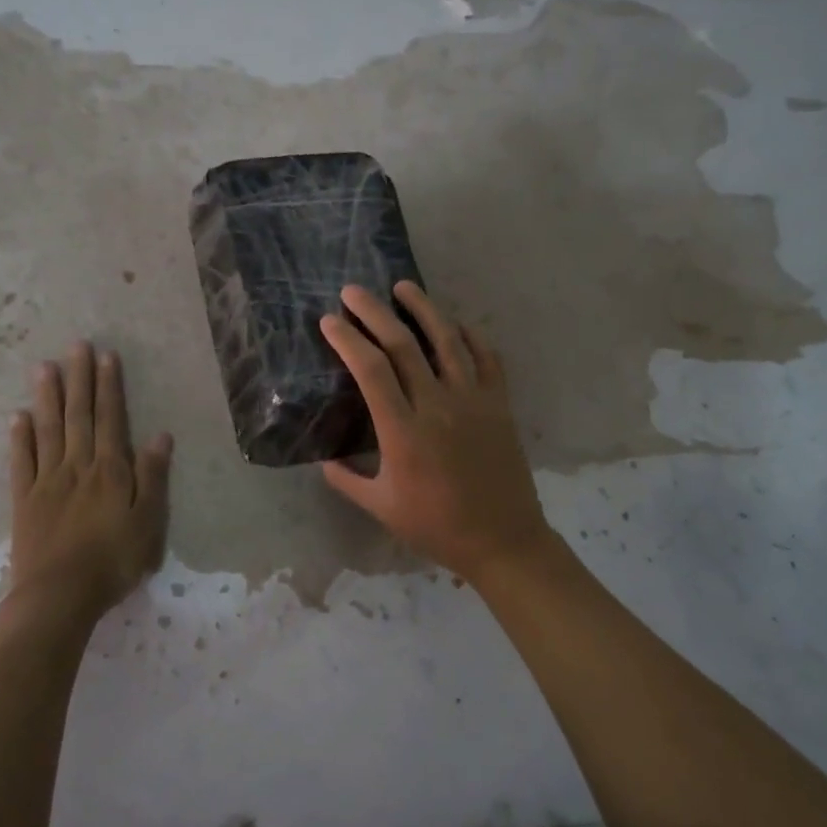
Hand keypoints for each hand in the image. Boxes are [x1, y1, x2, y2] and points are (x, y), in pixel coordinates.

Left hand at [0, 341, 172, 643]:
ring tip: (44, 367)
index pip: (111, 419)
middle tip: (76, 346)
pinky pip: (21, 462)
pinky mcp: (24, 501)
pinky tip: (18, 416)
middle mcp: (78, 467)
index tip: (107, 356)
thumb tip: (160, 436)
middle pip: (79, 416)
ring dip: (48, 397)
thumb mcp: (149, 523)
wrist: (58, 596)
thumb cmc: (113, 561)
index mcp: (111, 471)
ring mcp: (47, 482)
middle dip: (79, 379)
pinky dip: (19, 437)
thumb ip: (153, 478)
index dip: (109, 387)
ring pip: (48, 430)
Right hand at [319, 283, 554, 581]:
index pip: (371, 370)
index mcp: (403, 431)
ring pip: (447, 340)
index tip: (329, 321)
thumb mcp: (381, 507)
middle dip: (375, 312)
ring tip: (404, 286)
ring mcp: (473, 400)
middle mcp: (438, 405)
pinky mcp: (499, 404)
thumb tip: (324, 459)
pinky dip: (471, 336)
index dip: (348, 340)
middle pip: (403, 345)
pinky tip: (456, 324)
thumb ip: (347, 480)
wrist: (502, 539)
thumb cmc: (437, 526)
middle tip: (354, 290)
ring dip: (424, 308)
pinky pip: (487, 358)